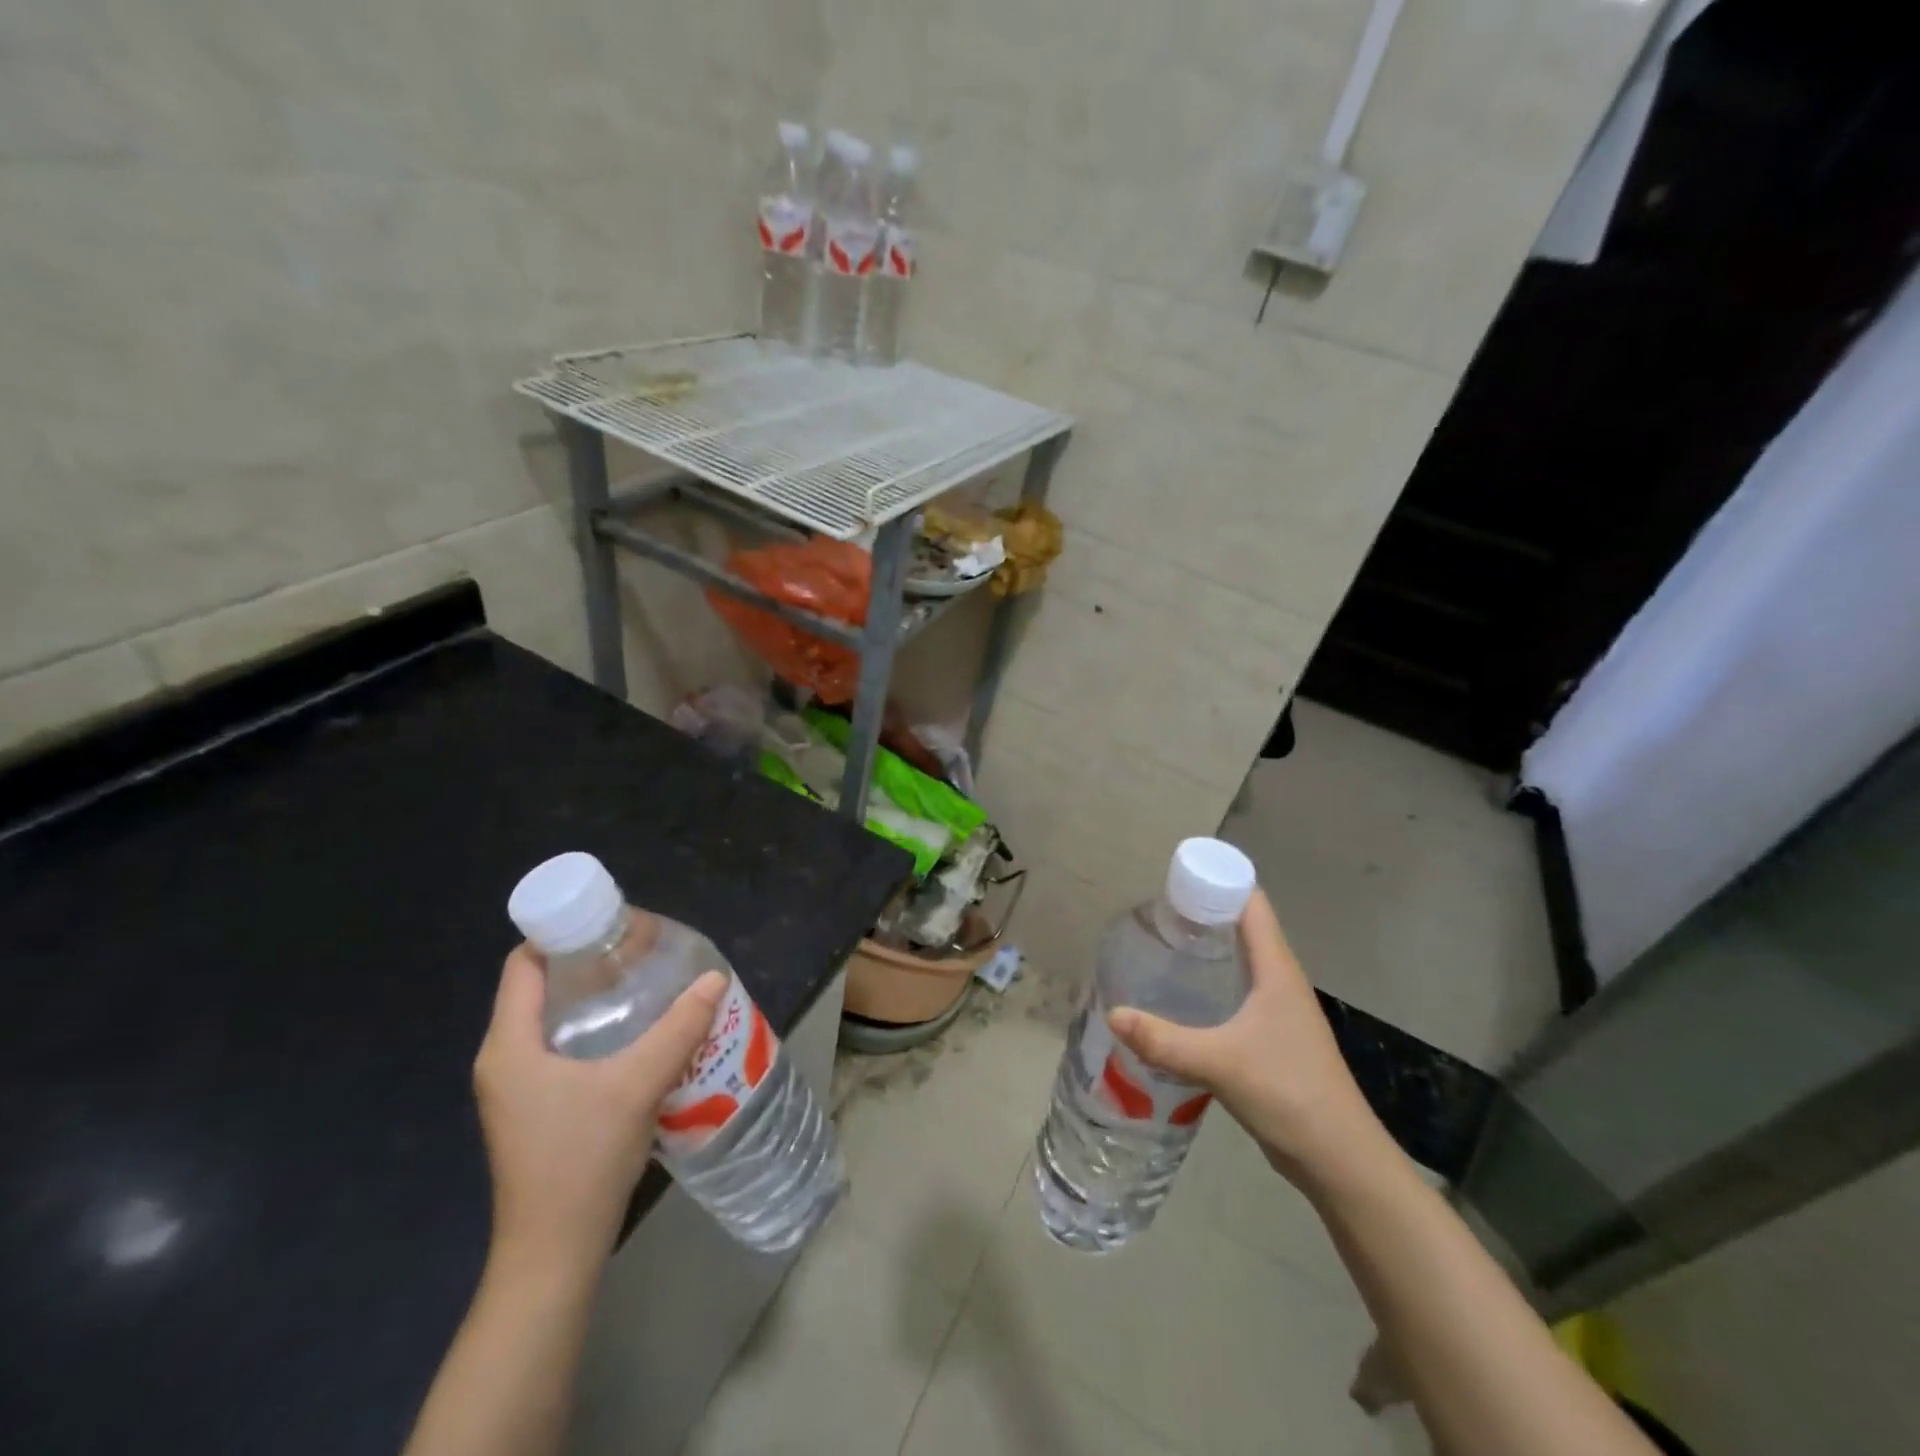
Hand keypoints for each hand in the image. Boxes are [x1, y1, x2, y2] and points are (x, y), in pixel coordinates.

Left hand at [473, 947, 727, 1276]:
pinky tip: (637, 1034)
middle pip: (540, 989)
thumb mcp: (636, 1085)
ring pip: (553, 1022)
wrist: (554, 1253)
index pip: (523, 965)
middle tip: (640, 950)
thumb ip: (678, 1029)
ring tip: (645, 983)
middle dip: (588, 964)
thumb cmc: (582, 1160)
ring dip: (595, 999)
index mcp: (510, 1046)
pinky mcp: (535, 1111)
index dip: (560, 934)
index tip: (609, 923)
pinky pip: (561, 1050)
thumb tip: (714, 979)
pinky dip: (595, 1032)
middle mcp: (505, 1060)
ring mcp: (518, 1090)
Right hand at [1108, 889, 1383, 1189]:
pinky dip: (1210, 984)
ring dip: (1206, 951)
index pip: (1251, 904)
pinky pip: (1236, 994)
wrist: (1339, 1159)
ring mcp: (1278, 1011)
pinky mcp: (1272, 1038)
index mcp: (1277, 970)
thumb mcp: (1220, 1063)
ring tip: (1160, 948)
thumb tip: (1112, 1014)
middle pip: (1242, 928)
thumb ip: (1164, 1040)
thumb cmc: (1289, 1093)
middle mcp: (1280, 981)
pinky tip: (1180, 999)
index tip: (1174, 879)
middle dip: (1201, 915)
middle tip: (1154, 914)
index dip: (1218, 882)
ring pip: (1239, 963)